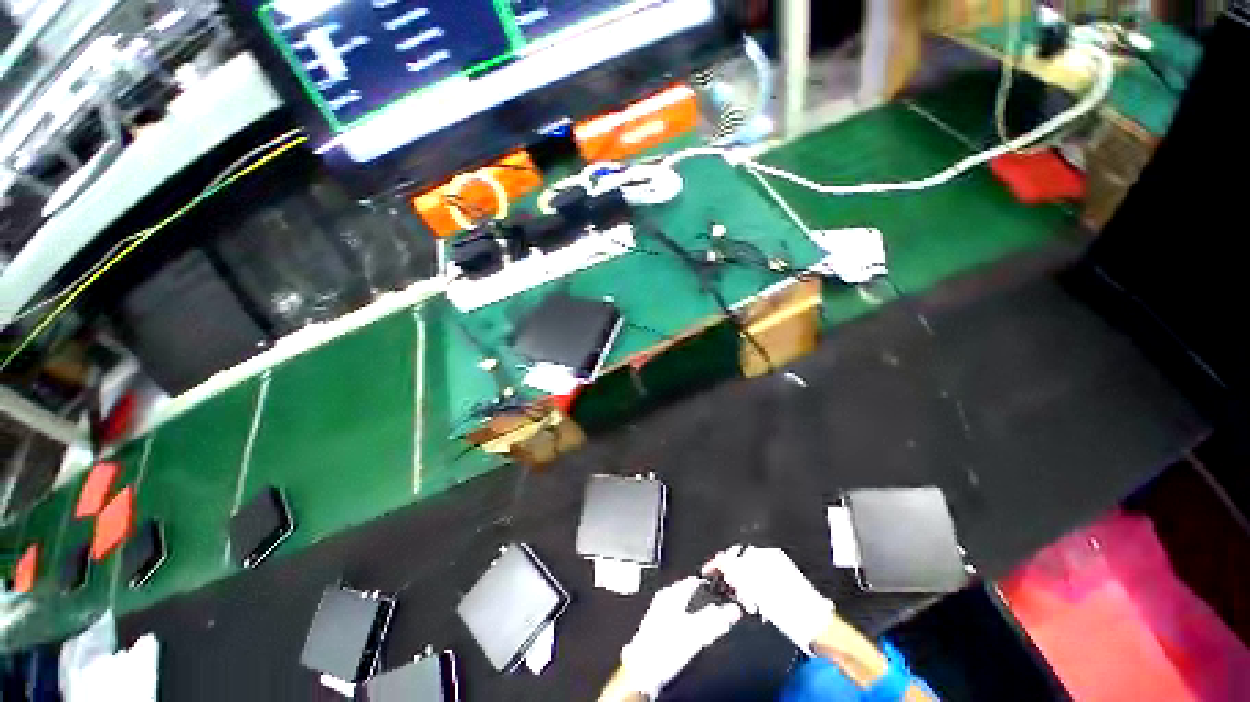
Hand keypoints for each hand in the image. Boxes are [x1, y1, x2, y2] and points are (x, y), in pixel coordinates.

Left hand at [618, 577, 741, 697]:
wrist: (643, 672)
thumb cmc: (663, 649)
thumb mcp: (695, 632)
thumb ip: (715, 619)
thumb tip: (733, 610)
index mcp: (671, 593)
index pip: (695, 581)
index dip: (711, 586)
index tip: (725, 593)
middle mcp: (664, 599)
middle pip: (691, 594)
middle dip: (706, 603)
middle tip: (720, 611)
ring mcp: (660, 614)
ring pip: (686, 608)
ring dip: (700, 616)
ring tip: (711, 626)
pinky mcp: (659, 629)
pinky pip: (680, 621)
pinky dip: (691, 626)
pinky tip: (695, 637)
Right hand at [704, 546, 834, 653]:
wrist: (817, 627)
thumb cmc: (790, 607)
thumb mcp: (757, 588)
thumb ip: (737, 570)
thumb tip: (720, 558)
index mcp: (766, 554)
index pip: (735, 551)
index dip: (720, 561)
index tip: (709, 571)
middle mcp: (772, 558)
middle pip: (741, 561)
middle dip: (732, 575)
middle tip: (729, 589)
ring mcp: (777, 570)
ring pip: (749, 573)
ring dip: (742, 586)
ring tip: (746, 602)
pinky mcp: (781, 583)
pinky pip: (758, 581)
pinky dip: (752, 591)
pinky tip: (755, 604)